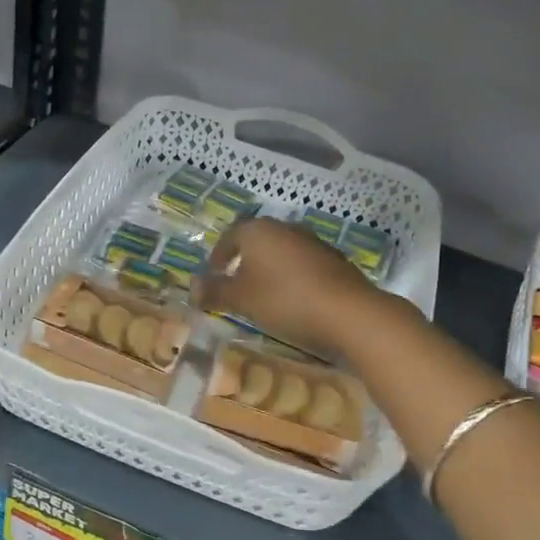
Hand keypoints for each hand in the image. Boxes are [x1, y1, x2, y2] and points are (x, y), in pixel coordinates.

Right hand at [195, 217, 403, 357]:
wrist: (347, 311)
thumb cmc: (283, 300)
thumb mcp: (241, 299)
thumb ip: (215, 291)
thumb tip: (192, 287)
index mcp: (258, 230)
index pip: (229, 237)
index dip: (217, 257)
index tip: (212, 276)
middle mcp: (285, 228)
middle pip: (257, 242)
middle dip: (244, 261)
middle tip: (235, 285)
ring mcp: (313, 242)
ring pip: (281, 253)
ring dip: (270, 270)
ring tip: (263, 295)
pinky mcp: (335, 260)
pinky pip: (303, 265)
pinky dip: (292, 278)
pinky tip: (293, 300)